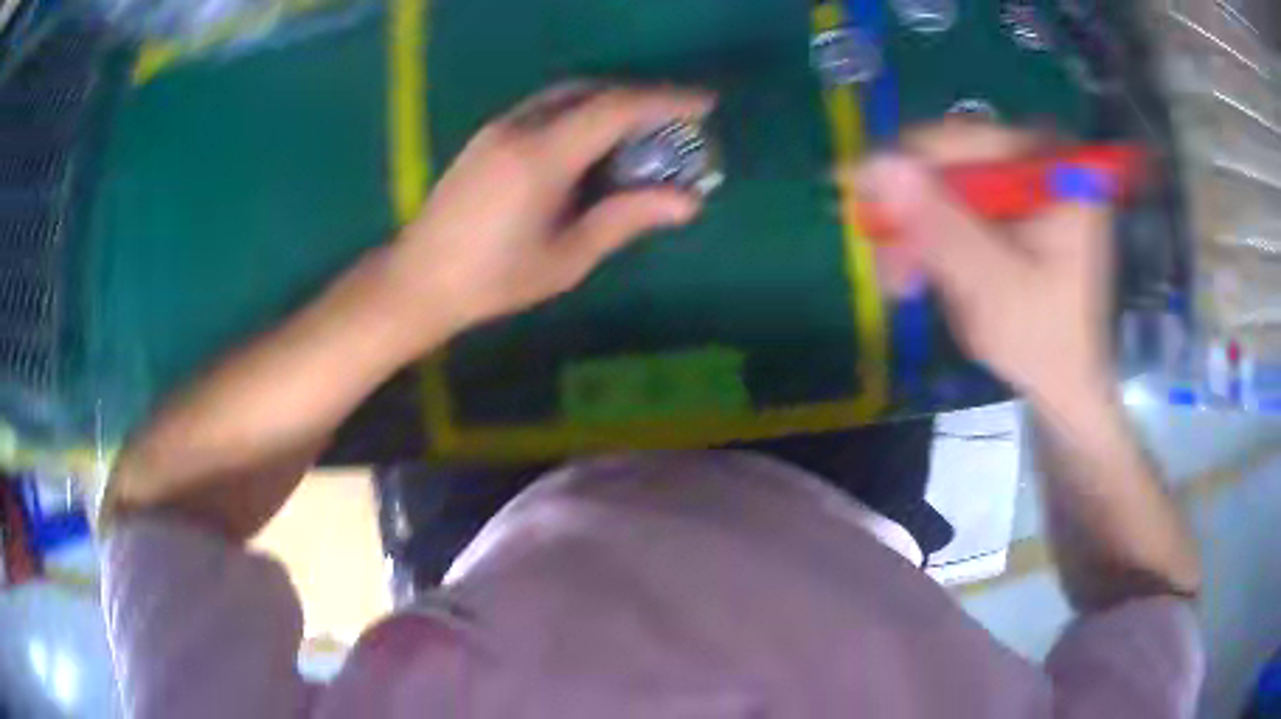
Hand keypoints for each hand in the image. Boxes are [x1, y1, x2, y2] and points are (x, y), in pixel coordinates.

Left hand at [386, 83, 714, 339]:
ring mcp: (499, 127)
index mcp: (542, 156)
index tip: (705, 104)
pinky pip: (546, 107)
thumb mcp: (567, 257)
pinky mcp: (487, 137)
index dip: (666, 100)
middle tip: (677, 119)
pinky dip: (581, 111)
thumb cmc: (493, 280)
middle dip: (641, 97)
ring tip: (641, 129)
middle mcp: (520, 126)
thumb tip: (688, 202)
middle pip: (593, 91)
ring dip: (610, 101)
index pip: (616, 108)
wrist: (418, 280)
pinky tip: (593, 141)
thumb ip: (626, 219)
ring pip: (567, 94)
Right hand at [848, 120, 1116, 411]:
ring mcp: (1028, 182)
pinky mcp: (1016, 205)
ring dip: (920, 230)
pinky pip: (961, 206)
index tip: (853, 198)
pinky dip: (938, 237)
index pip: (959, 142)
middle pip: (953, 163)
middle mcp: (1039, 161)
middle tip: (886, 265)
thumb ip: (942, 226)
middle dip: (913, 213)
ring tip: (903, 282)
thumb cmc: (1047, 345)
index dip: (901, 167)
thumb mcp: (994, 289)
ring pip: (949, 186)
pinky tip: (927, 272)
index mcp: (1050, 170)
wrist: (1072, 381)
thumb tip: (878, 164)